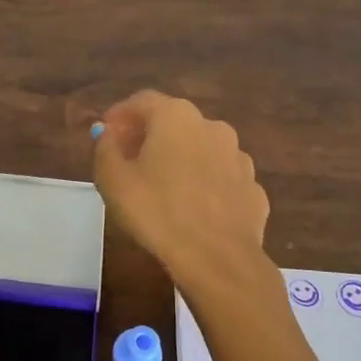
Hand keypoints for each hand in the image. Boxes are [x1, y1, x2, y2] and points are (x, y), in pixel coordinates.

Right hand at [91, 91, 268, 292]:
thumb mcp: (113, 179)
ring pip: (201, 149)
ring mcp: (239, 158)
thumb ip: (106, 149)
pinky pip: (220, 178)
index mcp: (176, 117)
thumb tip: (109, 135)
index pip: (142, 101)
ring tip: (161, 186)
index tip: (106, 132)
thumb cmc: (157, 212)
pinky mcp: (253, 189)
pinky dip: (203, 184)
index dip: (120, 114)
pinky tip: (191, 208)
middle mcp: (212, 127)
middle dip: (149, 136)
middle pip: (174, 122)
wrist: (218, 259)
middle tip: (128, 159)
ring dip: (179, 159)